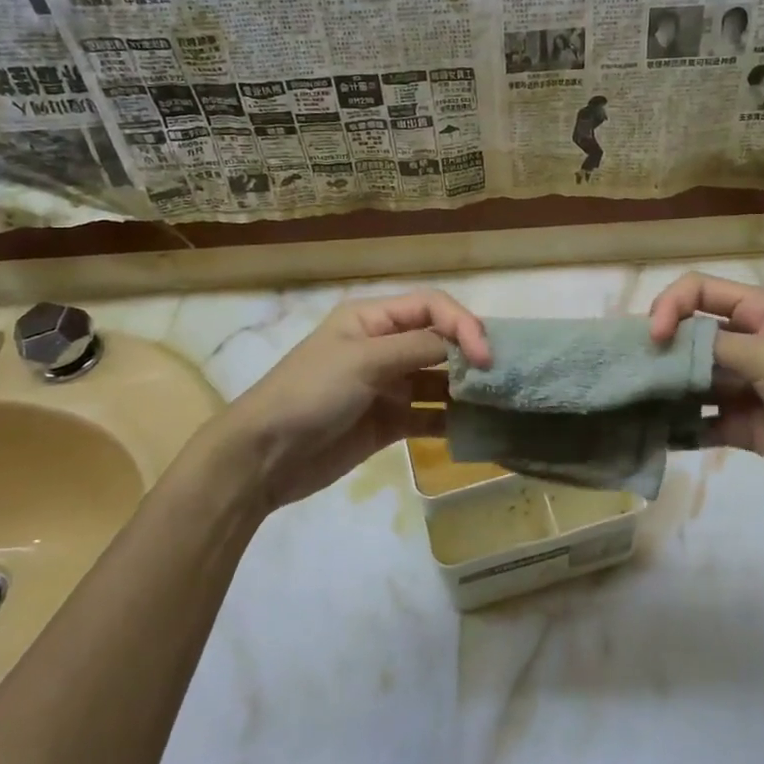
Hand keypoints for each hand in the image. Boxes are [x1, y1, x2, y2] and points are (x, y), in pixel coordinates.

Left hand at [217, 290, 490, 510]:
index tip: (484, 356)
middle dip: (469, 354)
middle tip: (499, 377)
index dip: (463, 324)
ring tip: (496, 403)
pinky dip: (451, 420)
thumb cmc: (310, 393)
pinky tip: (473, 429)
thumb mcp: (363, 360)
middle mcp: (384, 346)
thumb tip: (465, 344)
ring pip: (438, 380)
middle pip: (439, 341)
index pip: (431, 306)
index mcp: (372, 319)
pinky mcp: (389, 422)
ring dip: (465, 389)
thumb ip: (418, 348)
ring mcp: (388, 385)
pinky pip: (429, 416)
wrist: (264, 456)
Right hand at [648, 272, 763, 505]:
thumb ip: (713, 349)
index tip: (656, 338)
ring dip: (664, 391)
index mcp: (755, 312)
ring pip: (690, 381)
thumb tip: (664, 348)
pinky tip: (658, 437)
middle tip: (630, 373)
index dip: (669, 306)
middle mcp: (744, 344)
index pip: (697, 292)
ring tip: (633, 406)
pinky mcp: (744, 425)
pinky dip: (680, 428)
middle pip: (687, 337)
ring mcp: (743, 386)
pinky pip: (702, 422)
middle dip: (659, 351)